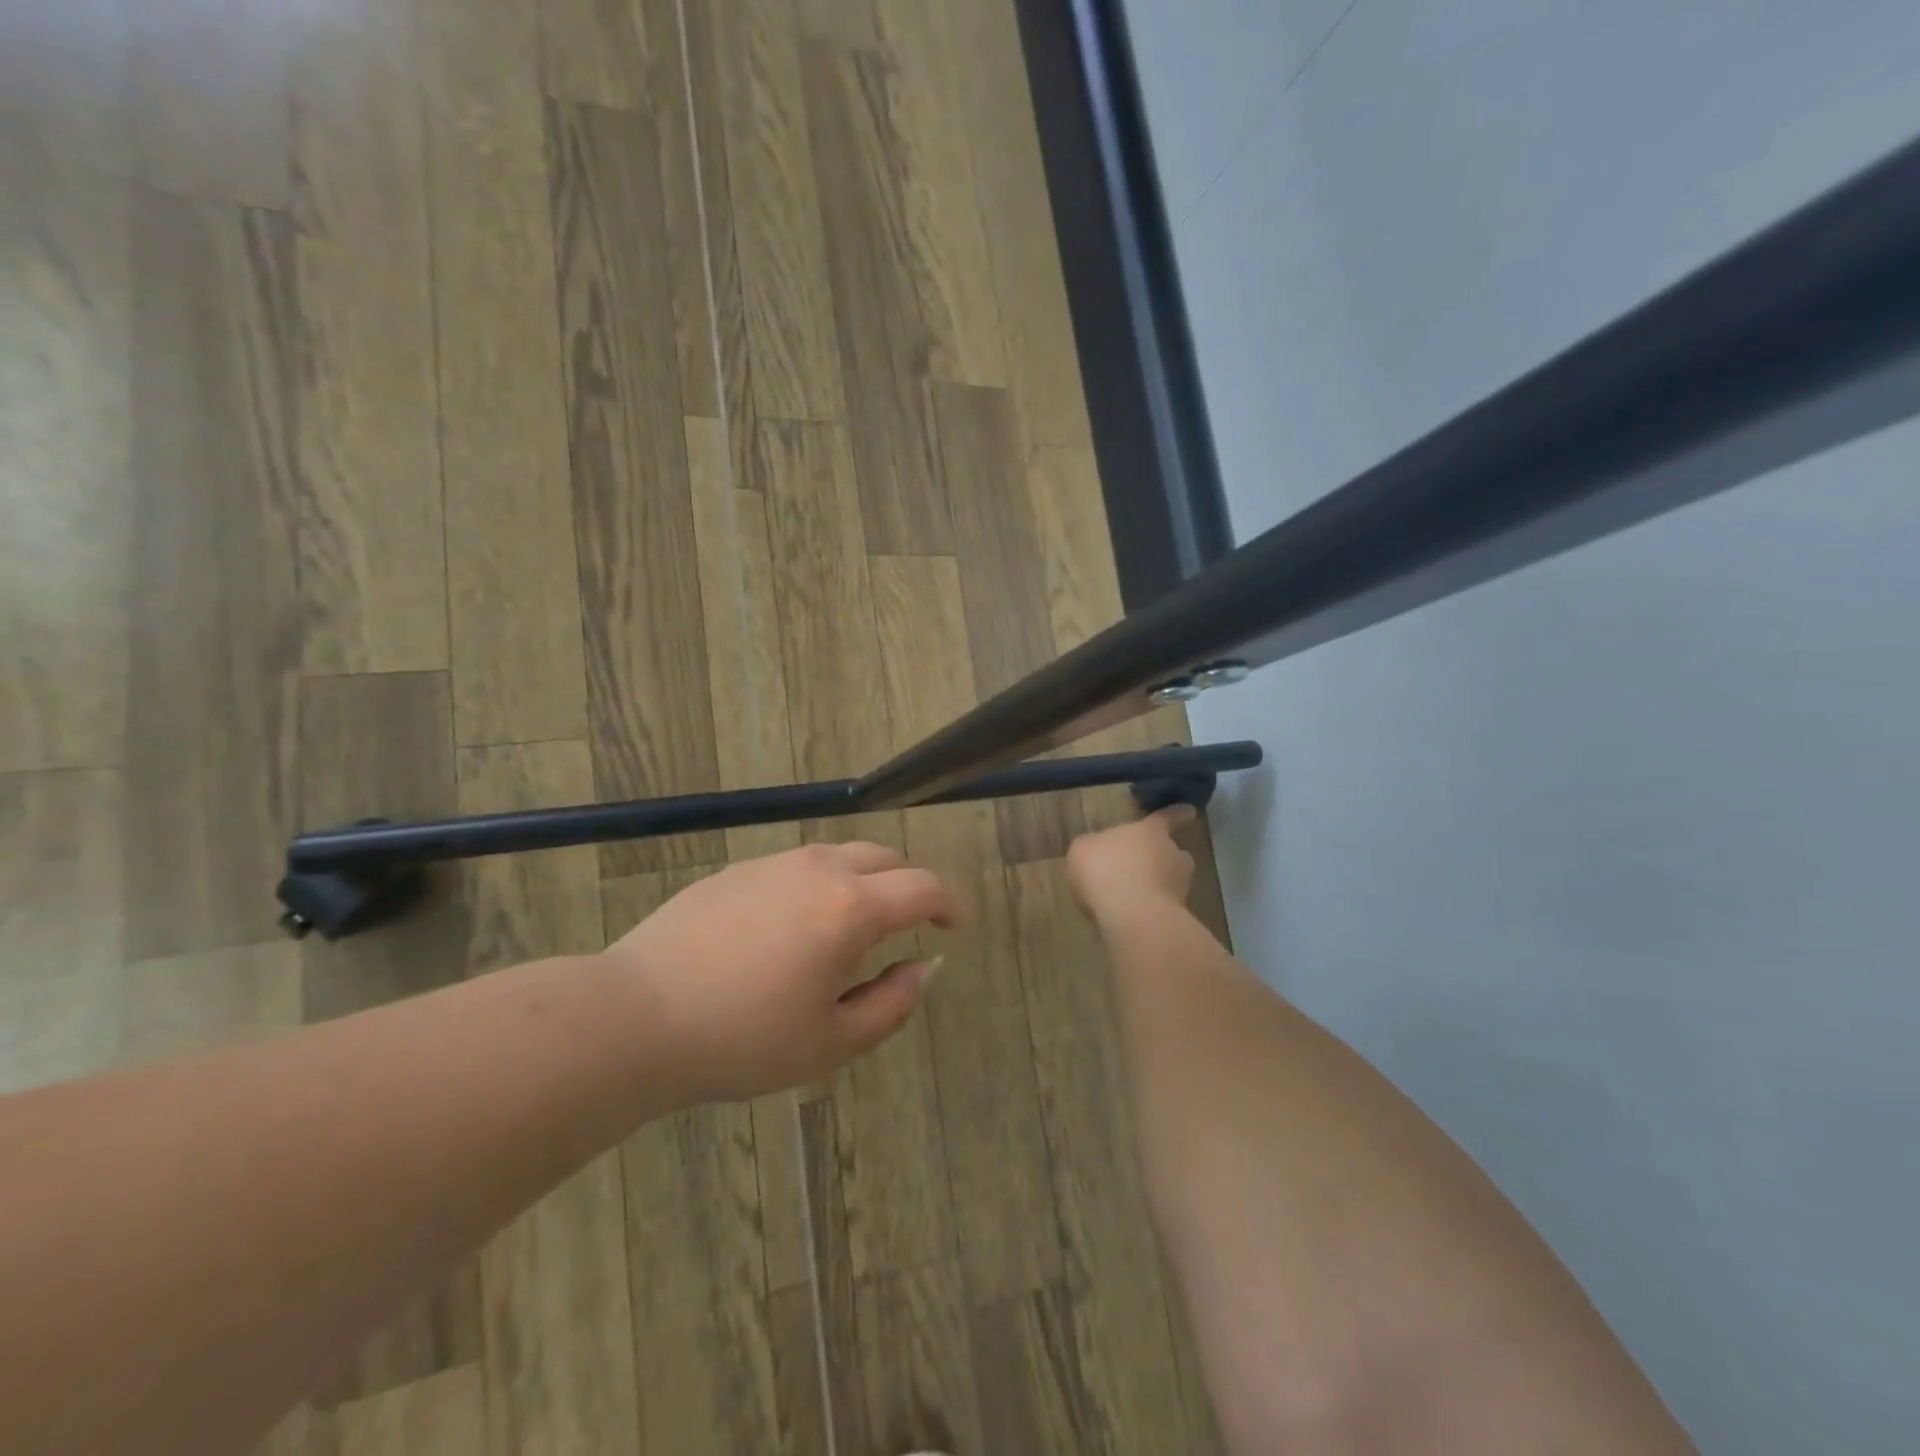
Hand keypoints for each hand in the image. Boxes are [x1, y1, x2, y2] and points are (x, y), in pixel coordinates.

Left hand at [603, 842, 957, 1101]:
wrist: (635, 1016)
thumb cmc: (743, 1039)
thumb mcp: (831, 1042)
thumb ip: (893, 1003)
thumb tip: (923, 968)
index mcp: (852, 908)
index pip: (921, 887)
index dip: (948, 905)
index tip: (952, 927)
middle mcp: (819, 870)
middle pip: (884, 858)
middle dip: (907, 885)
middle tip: (908, 923)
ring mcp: (773, 864)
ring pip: (838, 856)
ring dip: (862, 881)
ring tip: (851, 928)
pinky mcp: (736, 870)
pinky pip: (796, 867)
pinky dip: (818, 885)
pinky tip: (791, 929)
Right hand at [1066, 805, 1197, 930]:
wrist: (1130, 916)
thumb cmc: (1104, 869)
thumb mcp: (1083, 849)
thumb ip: (1094, 847)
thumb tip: (1097, 852)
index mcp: (1150, 832)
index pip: (1166, 818)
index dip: (1176, 814)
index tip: (1190, 811)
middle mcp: (1172, 856)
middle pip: (1173, 854)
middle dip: (1161, 860)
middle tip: (1141, 869)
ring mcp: (1178, 889)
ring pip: (1169, 884)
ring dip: (1154, 888)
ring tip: (1128, 899)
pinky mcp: (1174, 919)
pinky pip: (1158, 910)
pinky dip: (1146, 913)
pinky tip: (1123, 920)